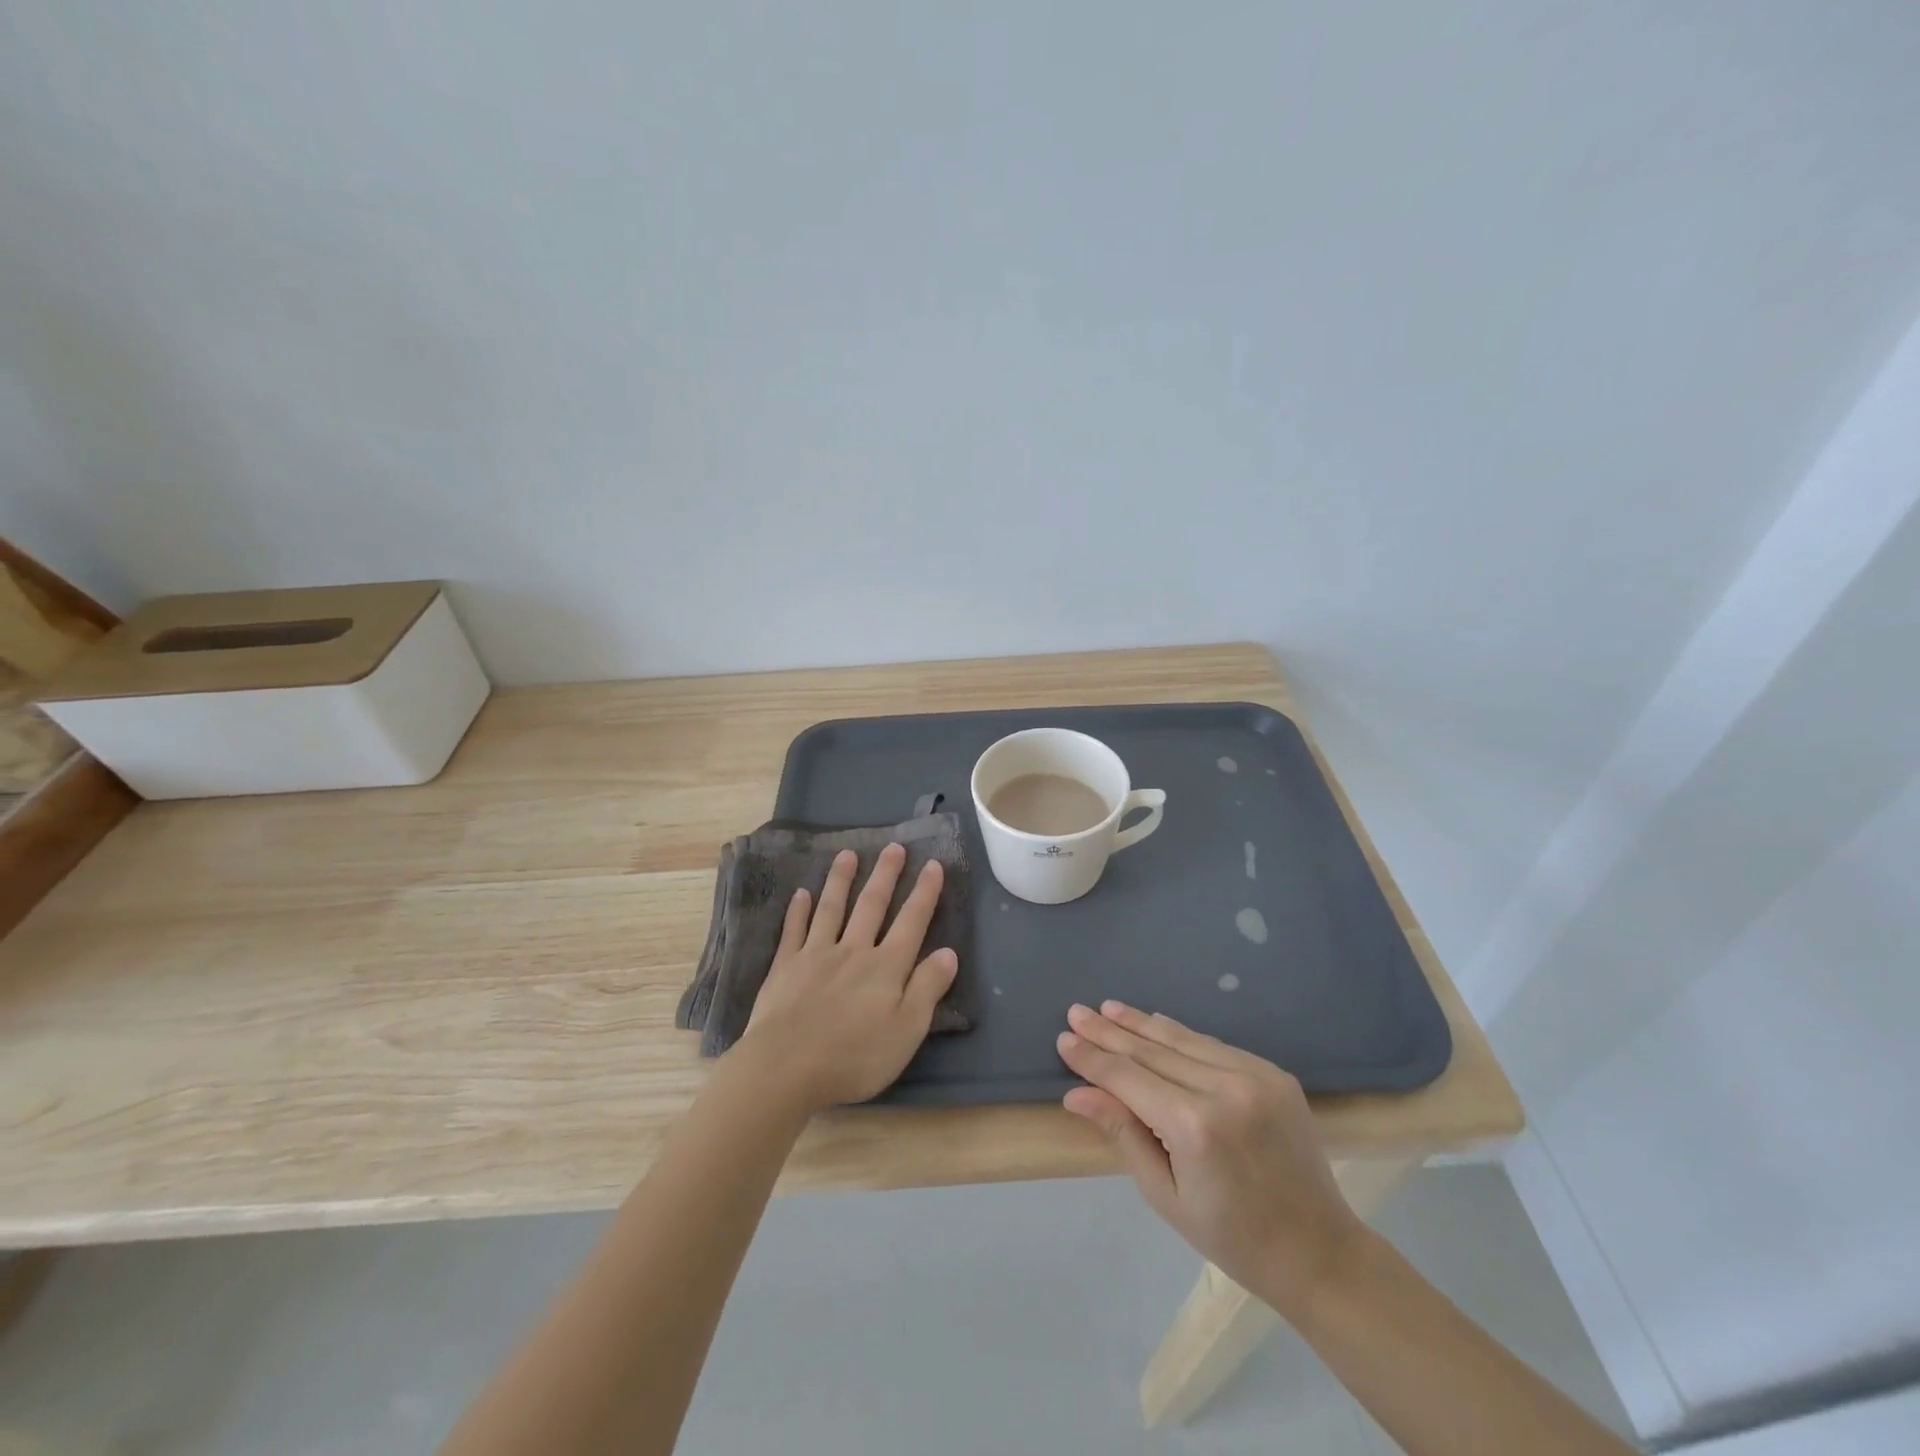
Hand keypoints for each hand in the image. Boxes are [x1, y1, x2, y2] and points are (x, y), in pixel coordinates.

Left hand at [734, 844, 958, 1113]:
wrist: (786, 1068)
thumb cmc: (854, 1057)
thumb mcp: (906, 1031)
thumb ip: (927, 988)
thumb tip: (949, 952)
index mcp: (886, 967)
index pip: (912, 921)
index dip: (924, 893)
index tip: (933, 865)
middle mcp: (853, 950)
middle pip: (872, 905)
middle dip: (885, 875)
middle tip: (894, 847)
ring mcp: (816, 955)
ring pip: (832, 908)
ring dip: (841, 880)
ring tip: (848, 855)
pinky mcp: (786, 967)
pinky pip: (794, 930)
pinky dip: (799, 910)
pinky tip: (801, 894)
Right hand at [1057, 1001, 1361, 1315]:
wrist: (1319, 1251)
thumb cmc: (1232, 1237)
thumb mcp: (1165, 1195)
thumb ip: (1122, 1133)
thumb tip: (1075, 1094)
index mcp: (1195, 1127)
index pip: (1128, 1078)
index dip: (1093, 1058)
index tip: (1064, 1038)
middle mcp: (1224, 1089)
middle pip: (1152, 1050)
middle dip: (1109, 1031)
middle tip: (1076, 1012)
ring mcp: (1253, 1075)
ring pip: (1182, 1039)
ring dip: (1140, 1023)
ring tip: (1108, 1008)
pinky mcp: (1272, 1071)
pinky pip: (1212, 1045)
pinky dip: (1179, 1034)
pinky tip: (1154, 1022)